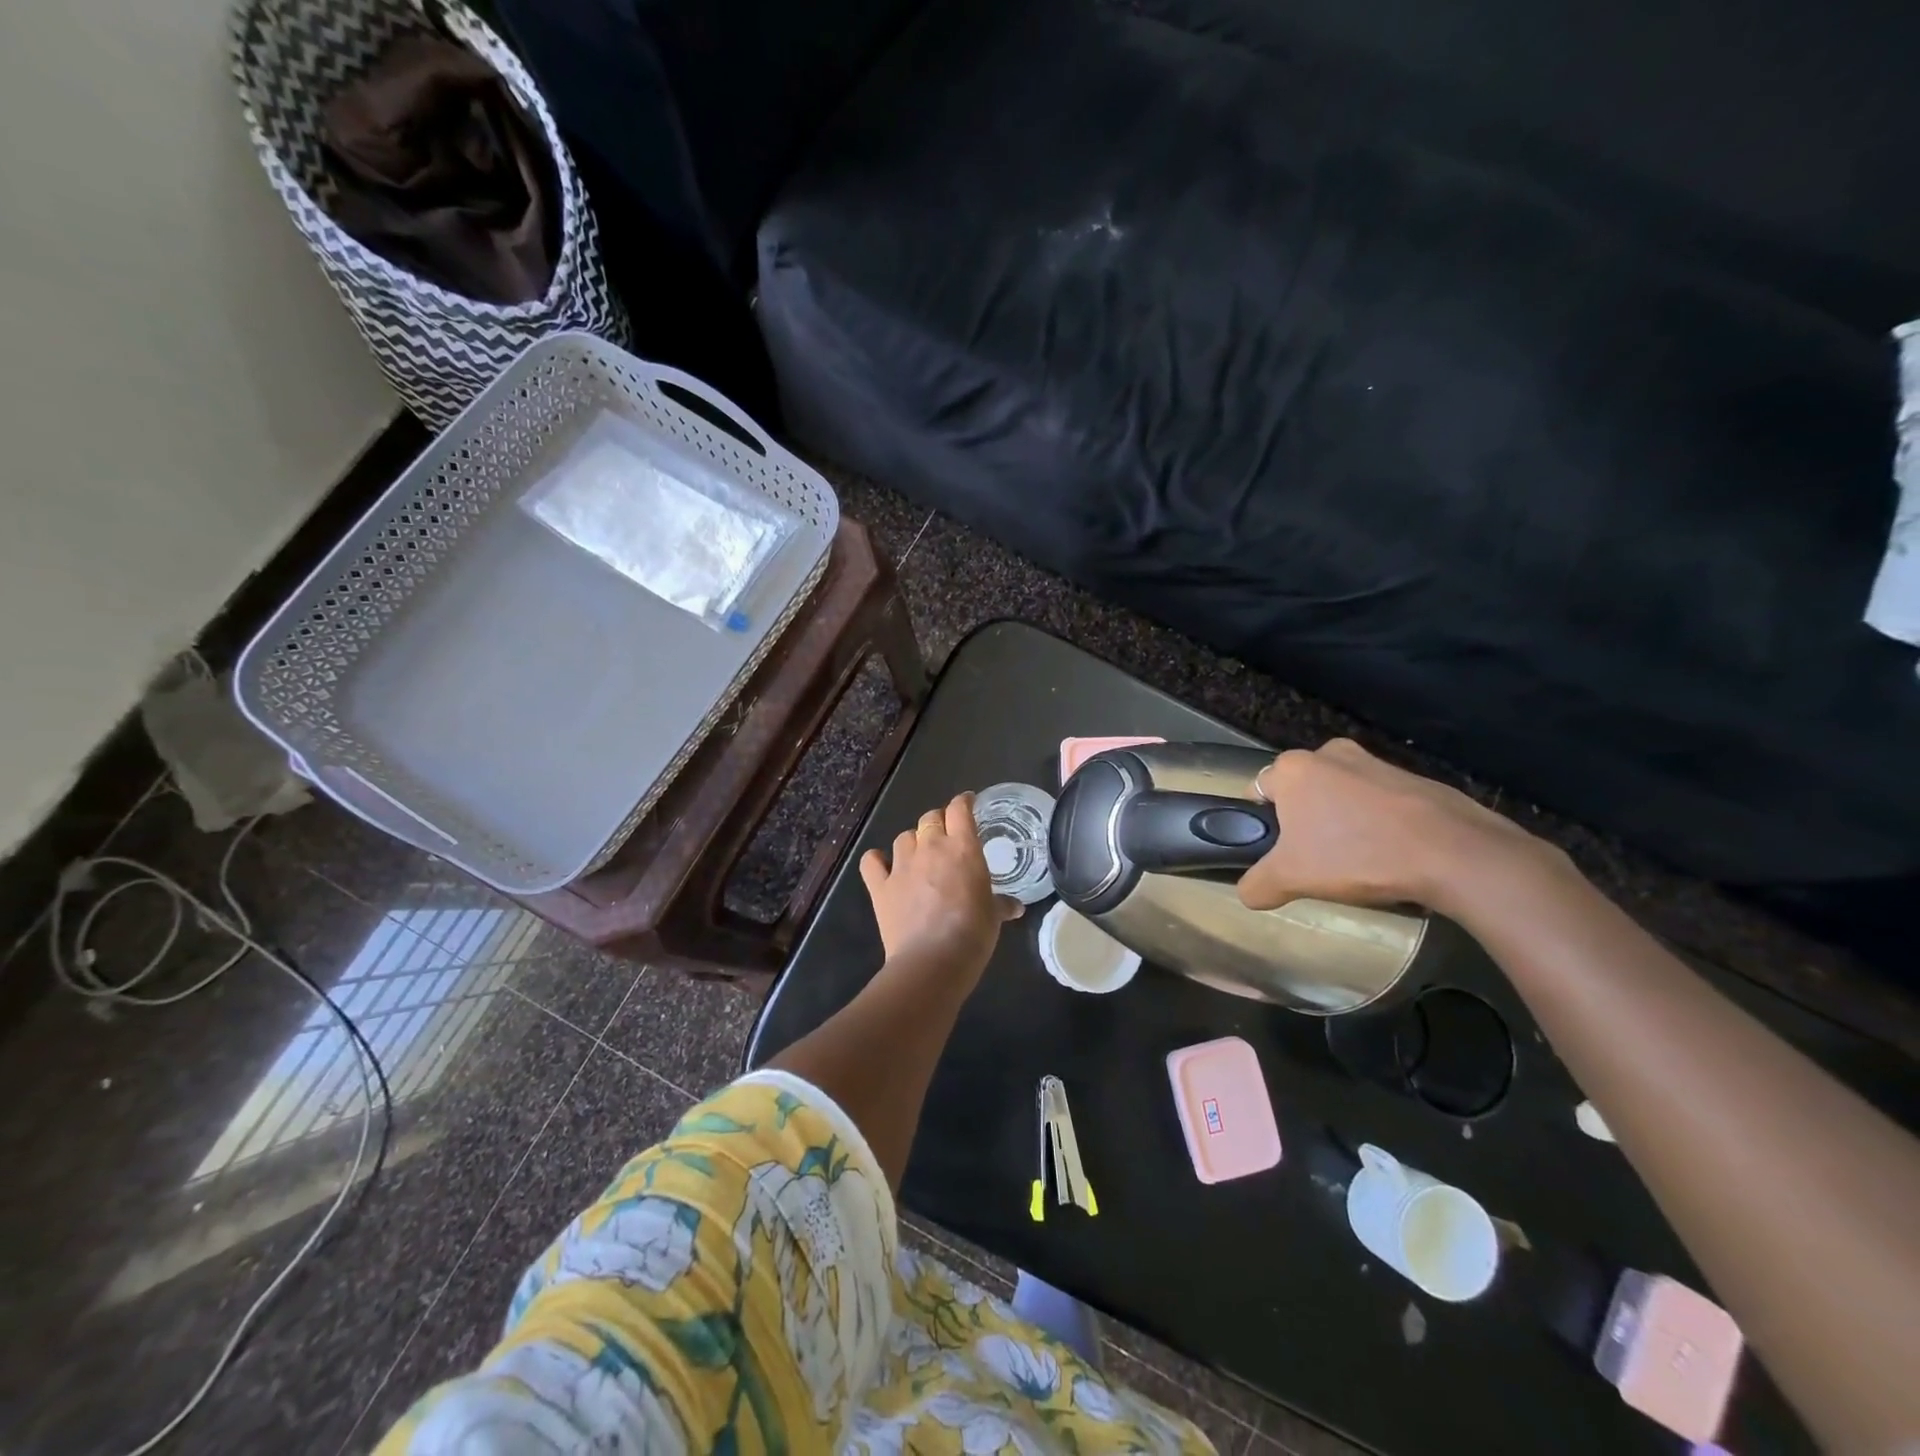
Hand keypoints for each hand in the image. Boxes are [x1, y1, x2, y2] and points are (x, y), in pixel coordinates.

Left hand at [860, 793, 1022, 977]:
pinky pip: (872, 861)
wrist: (933, 961)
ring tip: (919, 856)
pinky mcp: (880, 886)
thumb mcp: (994, 917)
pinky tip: (883, 866)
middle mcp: (930, 847)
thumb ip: (1002, 905)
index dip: (963, 802)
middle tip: (947, 836)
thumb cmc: (973, 934)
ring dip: (913, 842)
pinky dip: (877, 860)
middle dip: (938, 821)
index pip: (960, 809)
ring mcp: (902, 865)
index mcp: (962, 848)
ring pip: (904, 837)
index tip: (968, 803)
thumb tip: (1016, 907)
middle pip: (930, 818)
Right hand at [1236, 739, 1554, 914]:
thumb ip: (1256, 884)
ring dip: (1341, 823)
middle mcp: (1329, 753)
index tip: (1280, 854)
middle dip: (1304, 824)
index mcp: (1293, 767)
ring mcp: (1375, 761)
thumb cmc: (1357, 855)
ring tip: (1357, 862)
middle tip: (1316, 861)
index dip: (1263, 825)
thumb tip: (1248, 892)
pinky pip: (1378, 802)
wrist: (1454, 853)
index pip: (1258, 791)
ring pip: (1340, 796)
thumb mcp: (1291, 879)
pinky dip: (1377, 824)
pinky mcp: (1412, 778)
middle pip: (1301, 793)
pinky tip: (1390, 855)